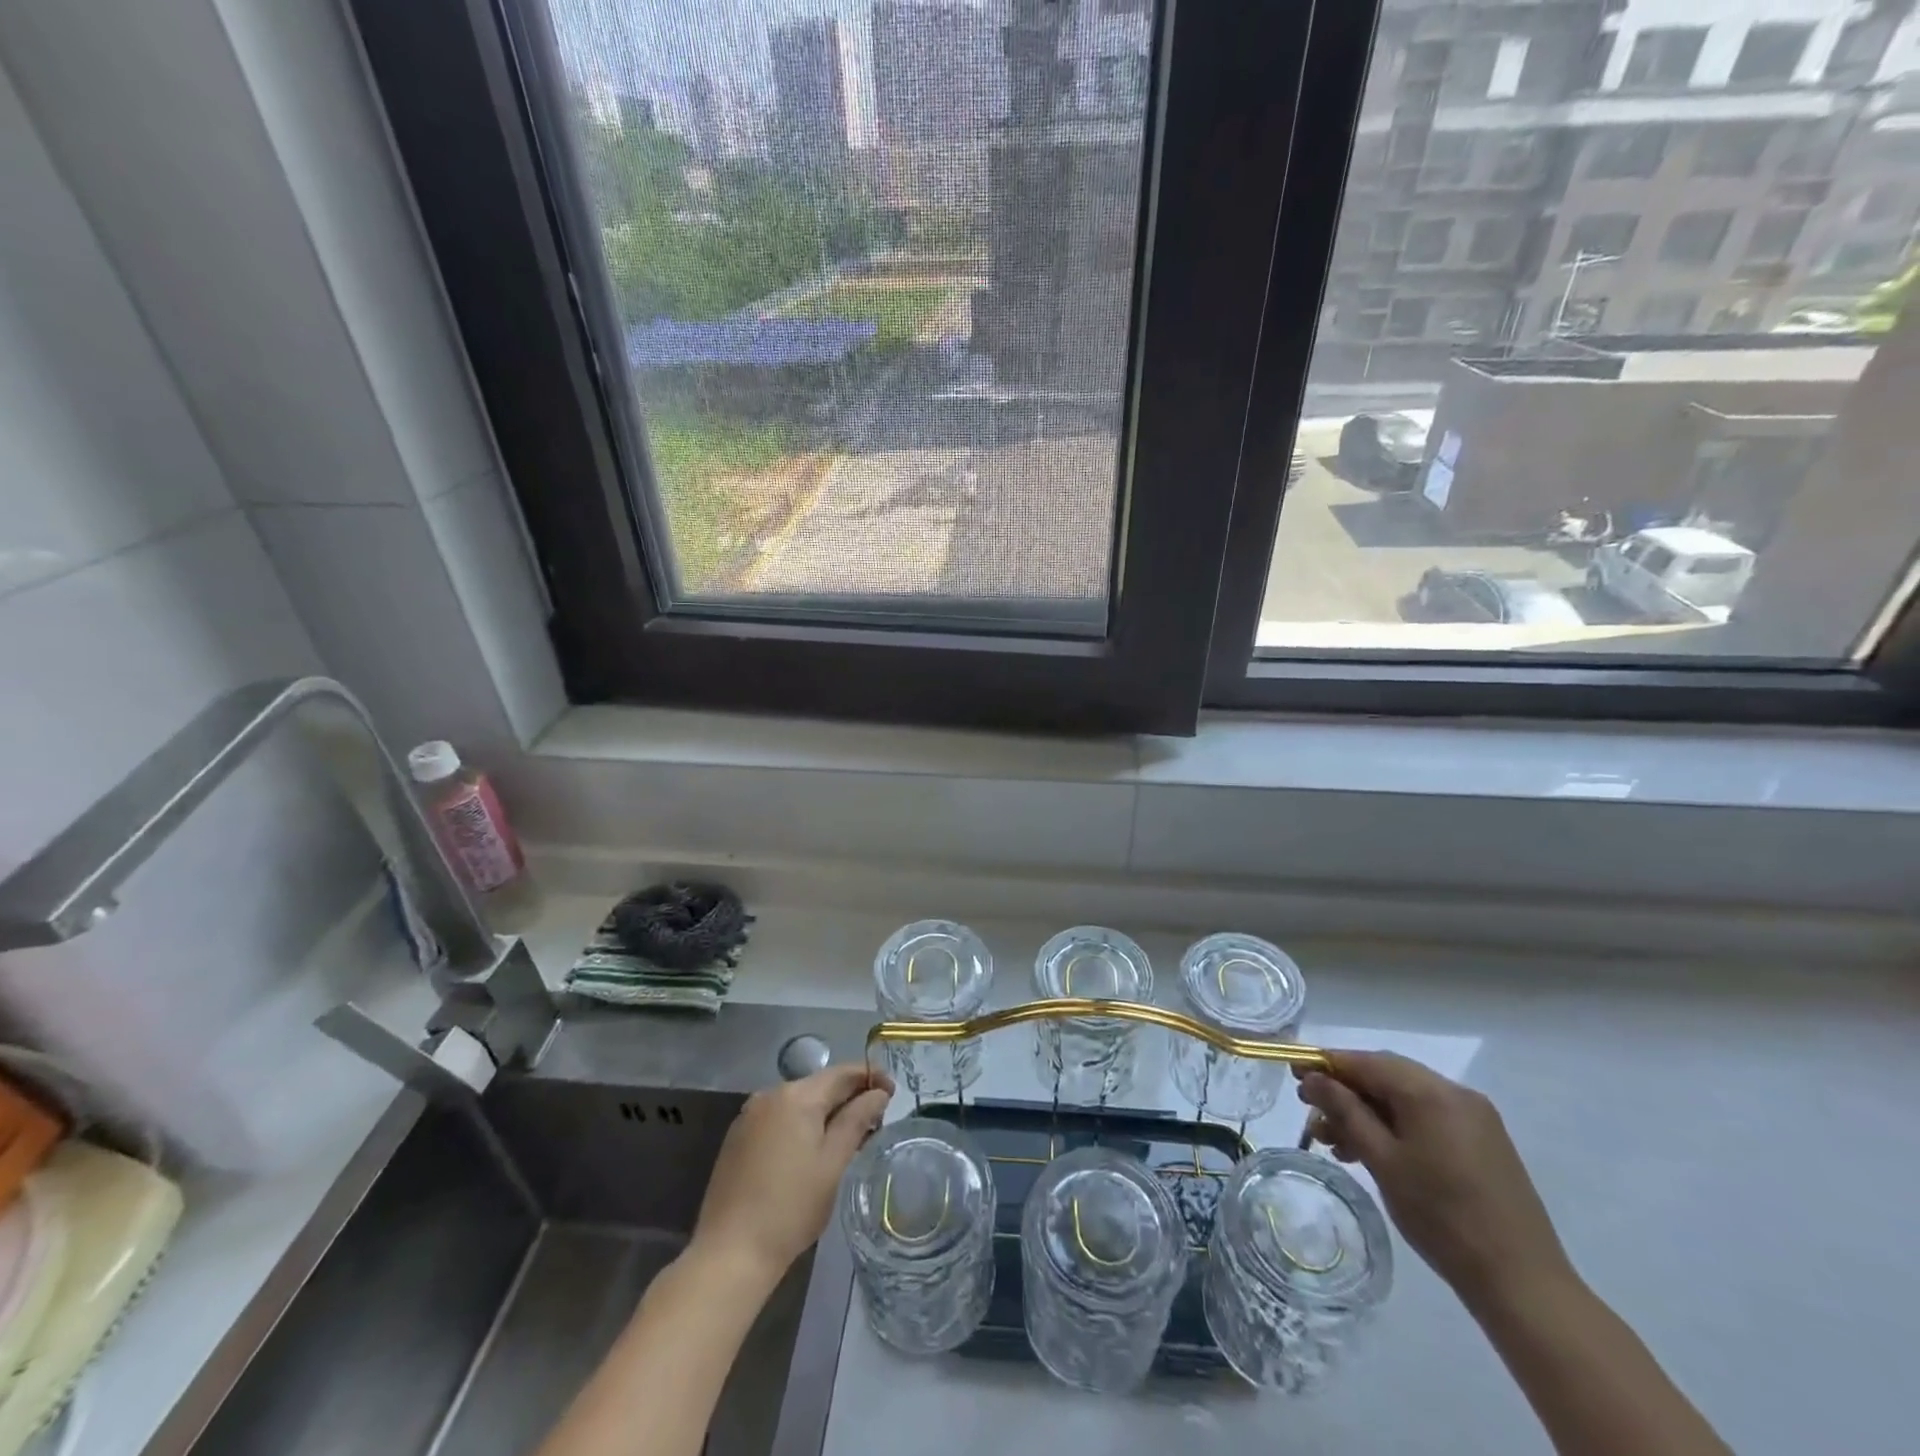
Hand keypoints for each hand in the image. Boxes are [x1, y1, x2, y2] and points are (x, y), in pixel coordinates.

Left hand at [690, 1063, 893, 1286]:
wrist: (729, 1253)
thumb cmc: (791, 1207)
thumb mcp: (833, 1162)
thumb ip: (857, 1119)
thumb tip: (878, 1092)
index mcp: (796, 1095)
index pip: (842, 1072)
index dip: (871, 1077)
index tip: (893, 1094)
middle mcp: (770, 1094)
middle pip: (820, 1085)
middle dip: (849, 1098)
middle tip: (875, 1122)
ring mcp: (750, 1116)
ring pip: (799, 1103)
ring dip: (826, 1114)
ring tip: (848, 1139)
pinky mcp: (738, 1138)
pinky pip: (779, 1119)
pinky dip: (801, 1126)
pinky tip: (811, 1152)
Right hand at [1298, 1051, 1572, 1312]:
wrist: (1522, 1283)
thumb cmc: (1442, 1217)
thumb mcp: (1382, 1161)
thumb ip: (1345, 1112)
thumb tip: (1314, 1078)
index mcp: (1430, 1092)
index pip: (1365, 1062)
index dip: (1325, 1064)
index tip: (1293, 1073)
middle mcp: (1455, 1093)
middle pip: (1386, 1075)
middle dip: (1345, 1090)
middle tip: (1311, 1111)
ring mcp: (1474, 1118)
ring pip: (1405, 1098)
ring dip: (1367, 1112)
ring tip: (1335, 1141)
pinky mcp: (1483, 1142)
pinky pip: (1426, 1118)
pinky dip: (1395, 1126)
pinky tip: (1373, 1152)